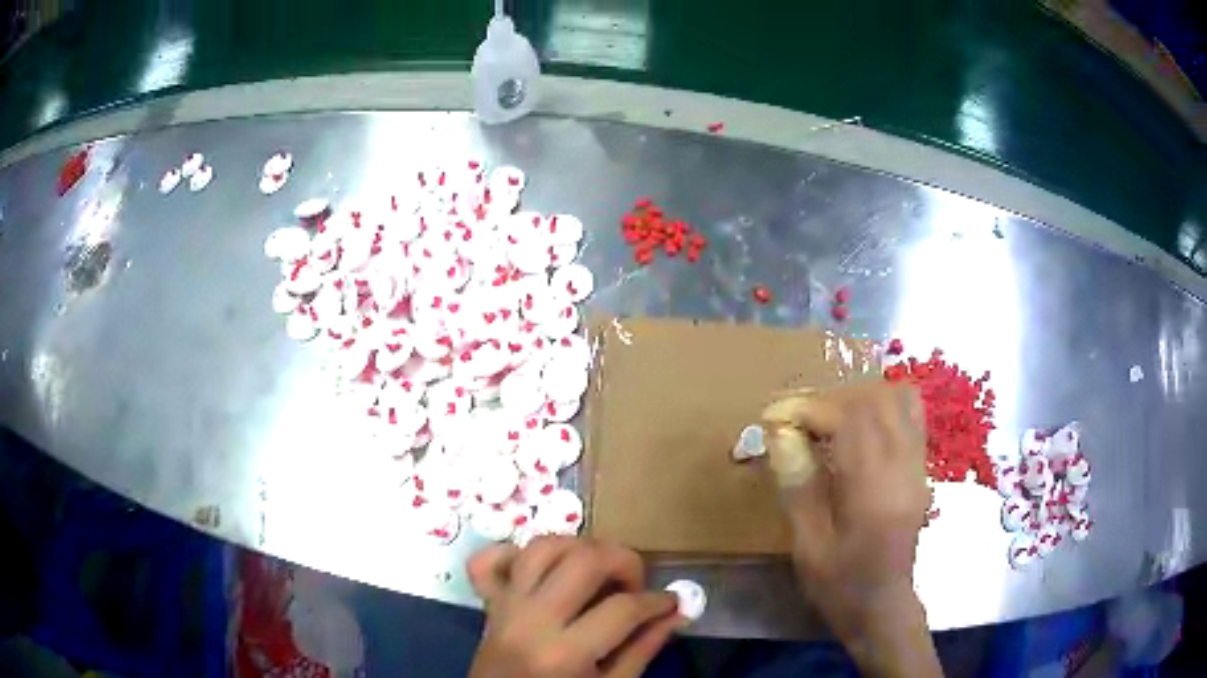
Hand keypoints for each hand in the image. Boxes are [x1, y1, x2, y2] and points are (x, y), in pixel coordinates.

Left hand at [467, 537, 681, 677]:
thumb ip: (642, 651)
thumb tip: (675, 613)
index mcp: (565, 653)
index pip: (623, 608)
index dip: (658, 601)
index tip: (671, 604)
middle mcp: (531, 620)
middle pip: (583, 560)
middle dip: (623, 560)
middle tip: (635, 585)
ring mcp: (504, 606)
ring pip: (541, 547)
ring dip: (579, 548)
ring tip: (599, 571)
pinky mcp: (487, 603)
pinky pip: (489, 560)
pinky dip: (516, 553)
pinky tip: (543, 570)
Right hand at [765, 382, 940, 676]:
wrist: (882, 605)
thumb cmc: (839, 584)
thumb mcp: (807, 545)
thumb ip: (798, 485)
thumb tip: (780, 432)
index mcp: (874, 491)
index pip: (849, 420)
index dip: (808, 408)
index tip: (773, 416)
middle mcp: (903, 468)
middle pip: (875, 400)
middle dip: (830, 398)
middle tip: (796, 418)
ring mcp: (918, 465)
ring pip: (897, 399)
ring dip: (857, 397)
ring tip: (826, 419)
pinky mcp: (921, 467)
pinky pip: (909, 415)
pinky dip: (880, 407)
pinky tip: (856, 428)